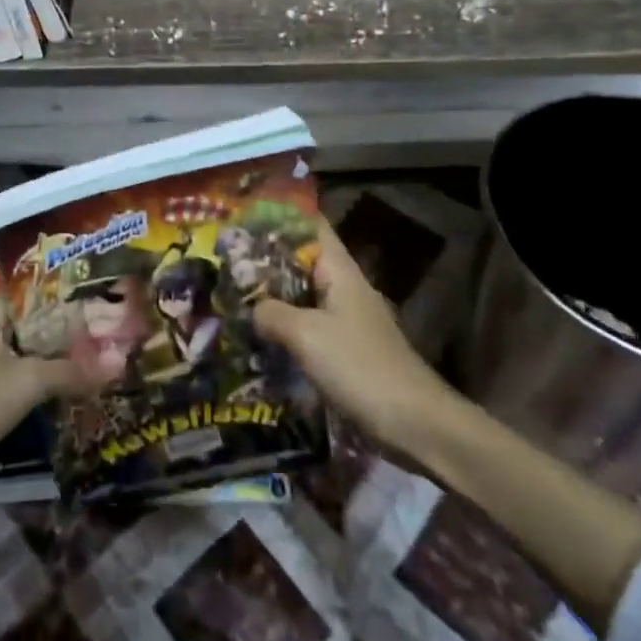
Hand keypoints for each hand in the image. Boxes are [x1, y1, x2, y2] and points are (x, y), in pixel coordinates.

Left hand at [0, 290, 105, 491]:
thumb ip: (73, 371)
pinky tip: (79, 385)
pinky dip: (49, 377)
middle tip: (123, 336)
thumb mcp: (26, 383)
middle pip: (42, 320)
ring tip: (110, 358)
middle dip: (77, 331)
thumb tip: (121, 363)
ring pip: (35, 348)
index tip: (118, 305)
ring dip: (65, 356)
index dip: (80, 298)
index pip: (45, 290)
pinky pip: (25, 371)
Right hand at [255, 222, 454, 448]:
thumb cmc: (359, 366)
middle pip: (303, 261)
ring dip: (273, 296)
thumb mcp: (306, 335)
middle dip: (266, 260)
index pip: (312, 227)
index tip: (243, 218)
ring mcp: (348, 320)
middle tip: (225, 261)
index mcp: (340, 272)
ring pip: (303, 296)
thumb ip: (271, 313)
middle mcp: (345, 288)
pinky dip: (285, 327)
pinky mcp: (347, 350)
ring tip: (233, 296)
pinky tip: (259, 338)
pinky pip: (309, 327)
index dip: (280, 218)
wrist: (414, 423)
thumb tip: (251, 307)